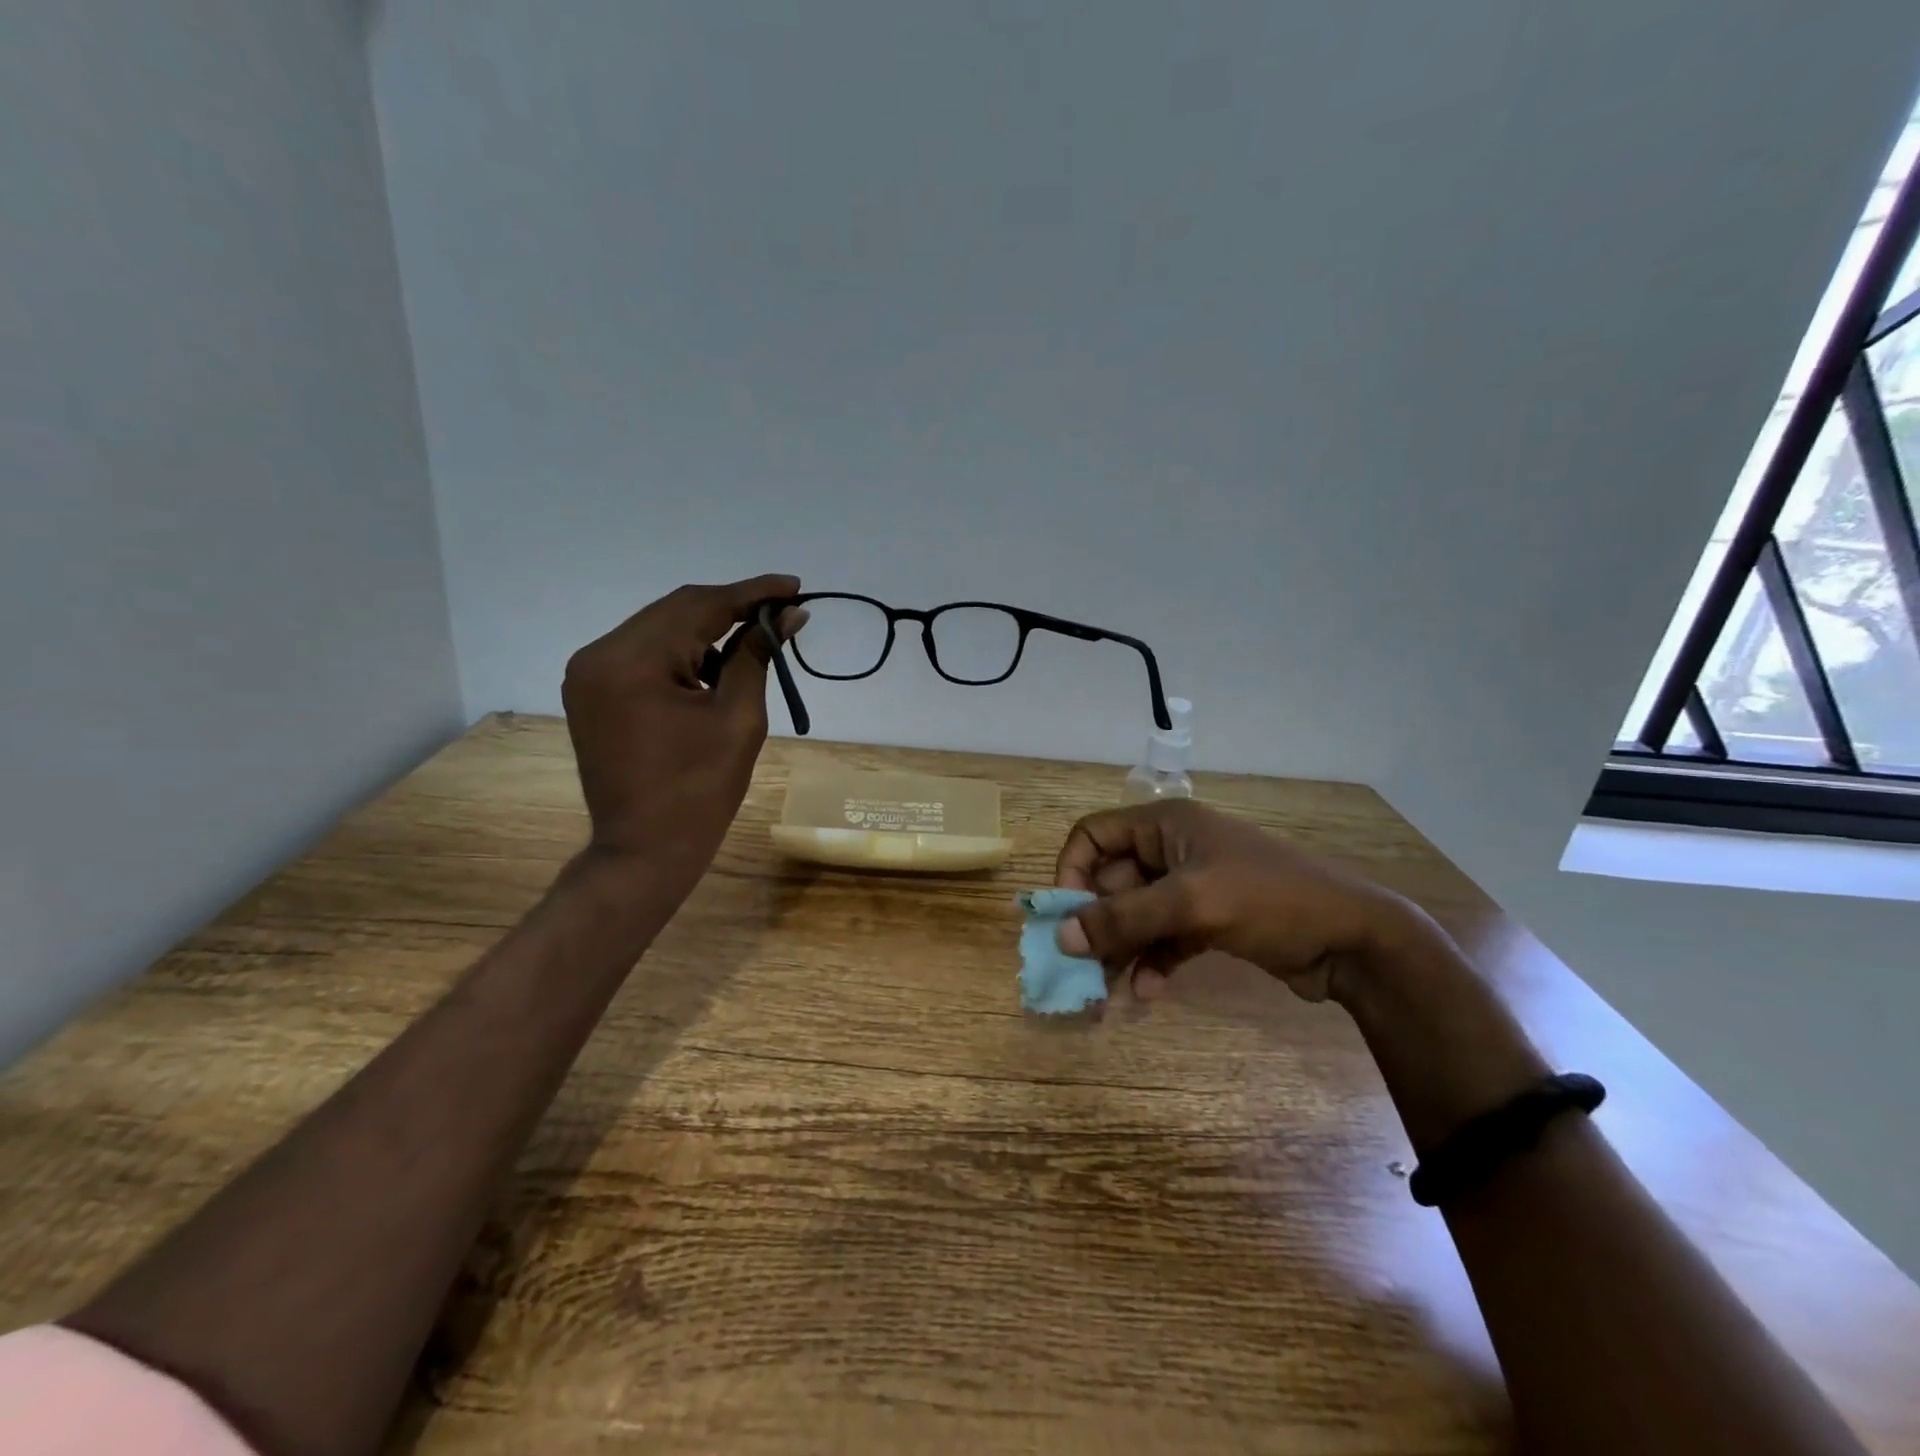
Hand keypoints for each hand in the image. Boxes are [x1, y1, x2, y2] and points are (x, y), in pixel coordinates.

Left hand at [562, 575, 804, 893]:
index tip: (794, 586)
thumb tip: (789, 615)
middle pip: (675, 610)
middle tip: (782, 609)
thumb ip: (757, 656)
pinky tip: (714, 667)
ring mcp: (589, 672)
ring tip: (754, 641)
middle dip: (731, 606)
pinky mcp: (592, 690)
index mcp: (632, 662)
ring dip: (707, 629)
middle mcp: (599, 654)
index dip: (752, 592)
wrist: (645, 850)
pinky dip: (682, 652)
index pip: (700, 606)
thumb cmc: (700, 792)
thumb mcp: (739, 719)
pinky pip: (643, 652)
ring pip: (659, 628)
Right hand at [1053, 798, 1418, 1004]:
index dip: (1072, 871)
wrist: (1353, 940)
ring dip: (1120, 948)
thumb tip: (1061, 936)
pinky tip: (1149, 991)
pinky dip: (1152, 961)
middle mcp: (1173, 849)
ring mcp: (1192, 887)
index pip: (1094, 834)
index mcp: (1165, 825)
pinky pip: (1164, 937)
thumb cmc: (1269, 899)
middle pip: (1112, 880)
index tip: (1065, 916)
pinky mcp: (1209, 921)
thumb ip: (1124, 918)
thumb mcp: (1191, 903)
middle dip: (1096, 921)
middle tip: (1081, 965)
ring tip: (1107, 987)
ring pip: (1136, 914)